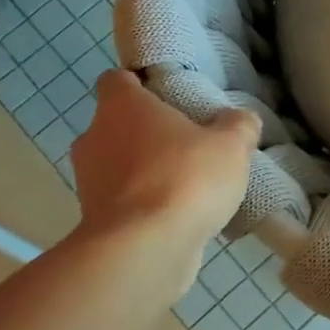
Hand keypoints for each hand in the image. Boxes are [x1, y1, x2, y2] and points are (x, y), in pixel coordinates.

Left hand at [69, 71, 258, 265]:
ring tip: (188, 185)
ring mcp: (89, 182)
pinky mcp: (94, 221)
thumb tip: (240, 119)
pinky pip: (123, 203)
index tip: (169, 97)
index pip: (117, 80)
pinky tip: (178, 217)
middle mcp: (94, 137)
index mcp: (120, 106)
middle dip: (149, 134)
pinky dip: (144, 206)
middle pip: (118, 125)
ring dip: (146, 172)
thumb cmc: (184, 179)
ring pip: (119, 166)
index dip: (141, 85)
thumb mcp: (231, 145)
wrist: (144, 249)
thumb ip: (238, 126)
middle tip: (188, 143)